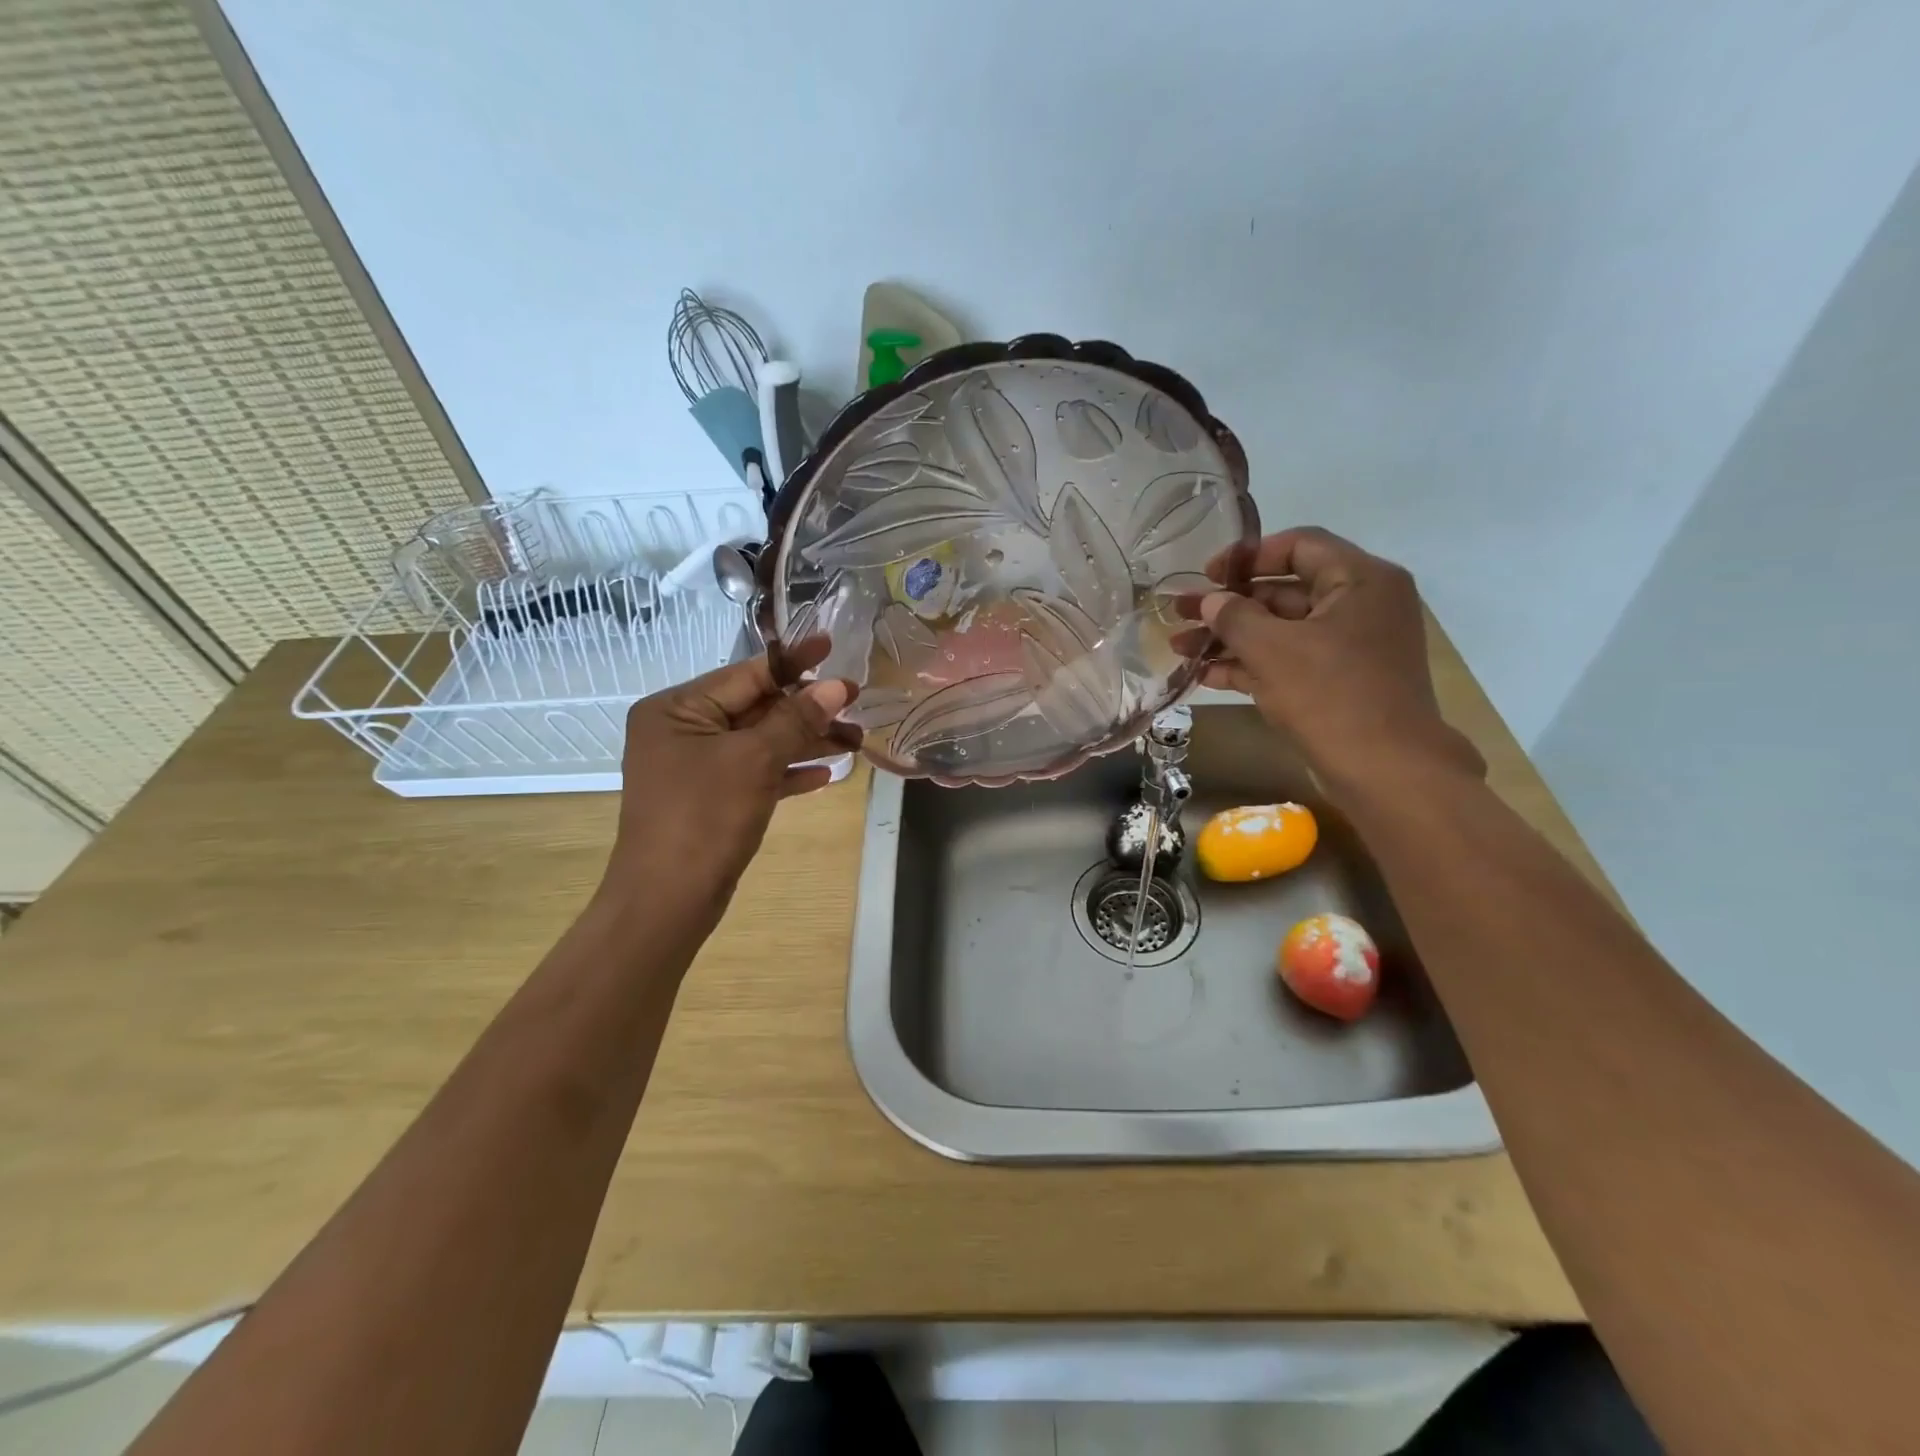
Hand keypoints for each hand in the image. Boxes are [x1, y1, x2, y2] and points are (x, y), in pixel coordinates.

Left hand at [600, 638, 856, 914]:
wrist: (667, 902)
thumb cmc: (704, 818)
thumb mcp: (755, 760)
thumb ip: (796, 719)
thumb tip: (838, 686)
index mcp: (676, 709)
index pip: (746, 675)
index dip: (794, 664)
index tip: (833, 648)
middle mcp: (681, 731)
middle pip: (755, 708)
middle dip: (806, 710)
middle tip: (856, 705)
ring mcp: (694, 767)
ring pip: (759, 742)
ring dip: (804, 741)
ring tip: (854, 742)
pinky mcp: (710, 798)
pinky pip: (754, 773)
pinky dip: (787, 771)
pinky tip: (825, 775)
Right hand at [1191, 528, 1481, 792]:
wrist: (1386, 771)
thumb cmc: (1331, 696)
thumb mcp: (1273, 650)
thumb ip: (1234, 617)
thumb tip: (1210, 601)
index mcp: (1360, 579)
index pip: (1299, 546)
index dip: (1247, 556)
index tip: (1207, 575)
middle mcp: (1360, 605)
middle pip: (1283, 591)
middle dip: (1227, 605)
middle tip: (1180, 613)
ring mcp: (1350, 647)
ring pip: (1280, 630)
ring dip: (1230, 638)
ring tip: (1180, 647)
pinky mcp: (1338, 682)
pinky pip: (1289, 660)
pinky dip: (1250, 664)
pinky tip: (1205, 675)